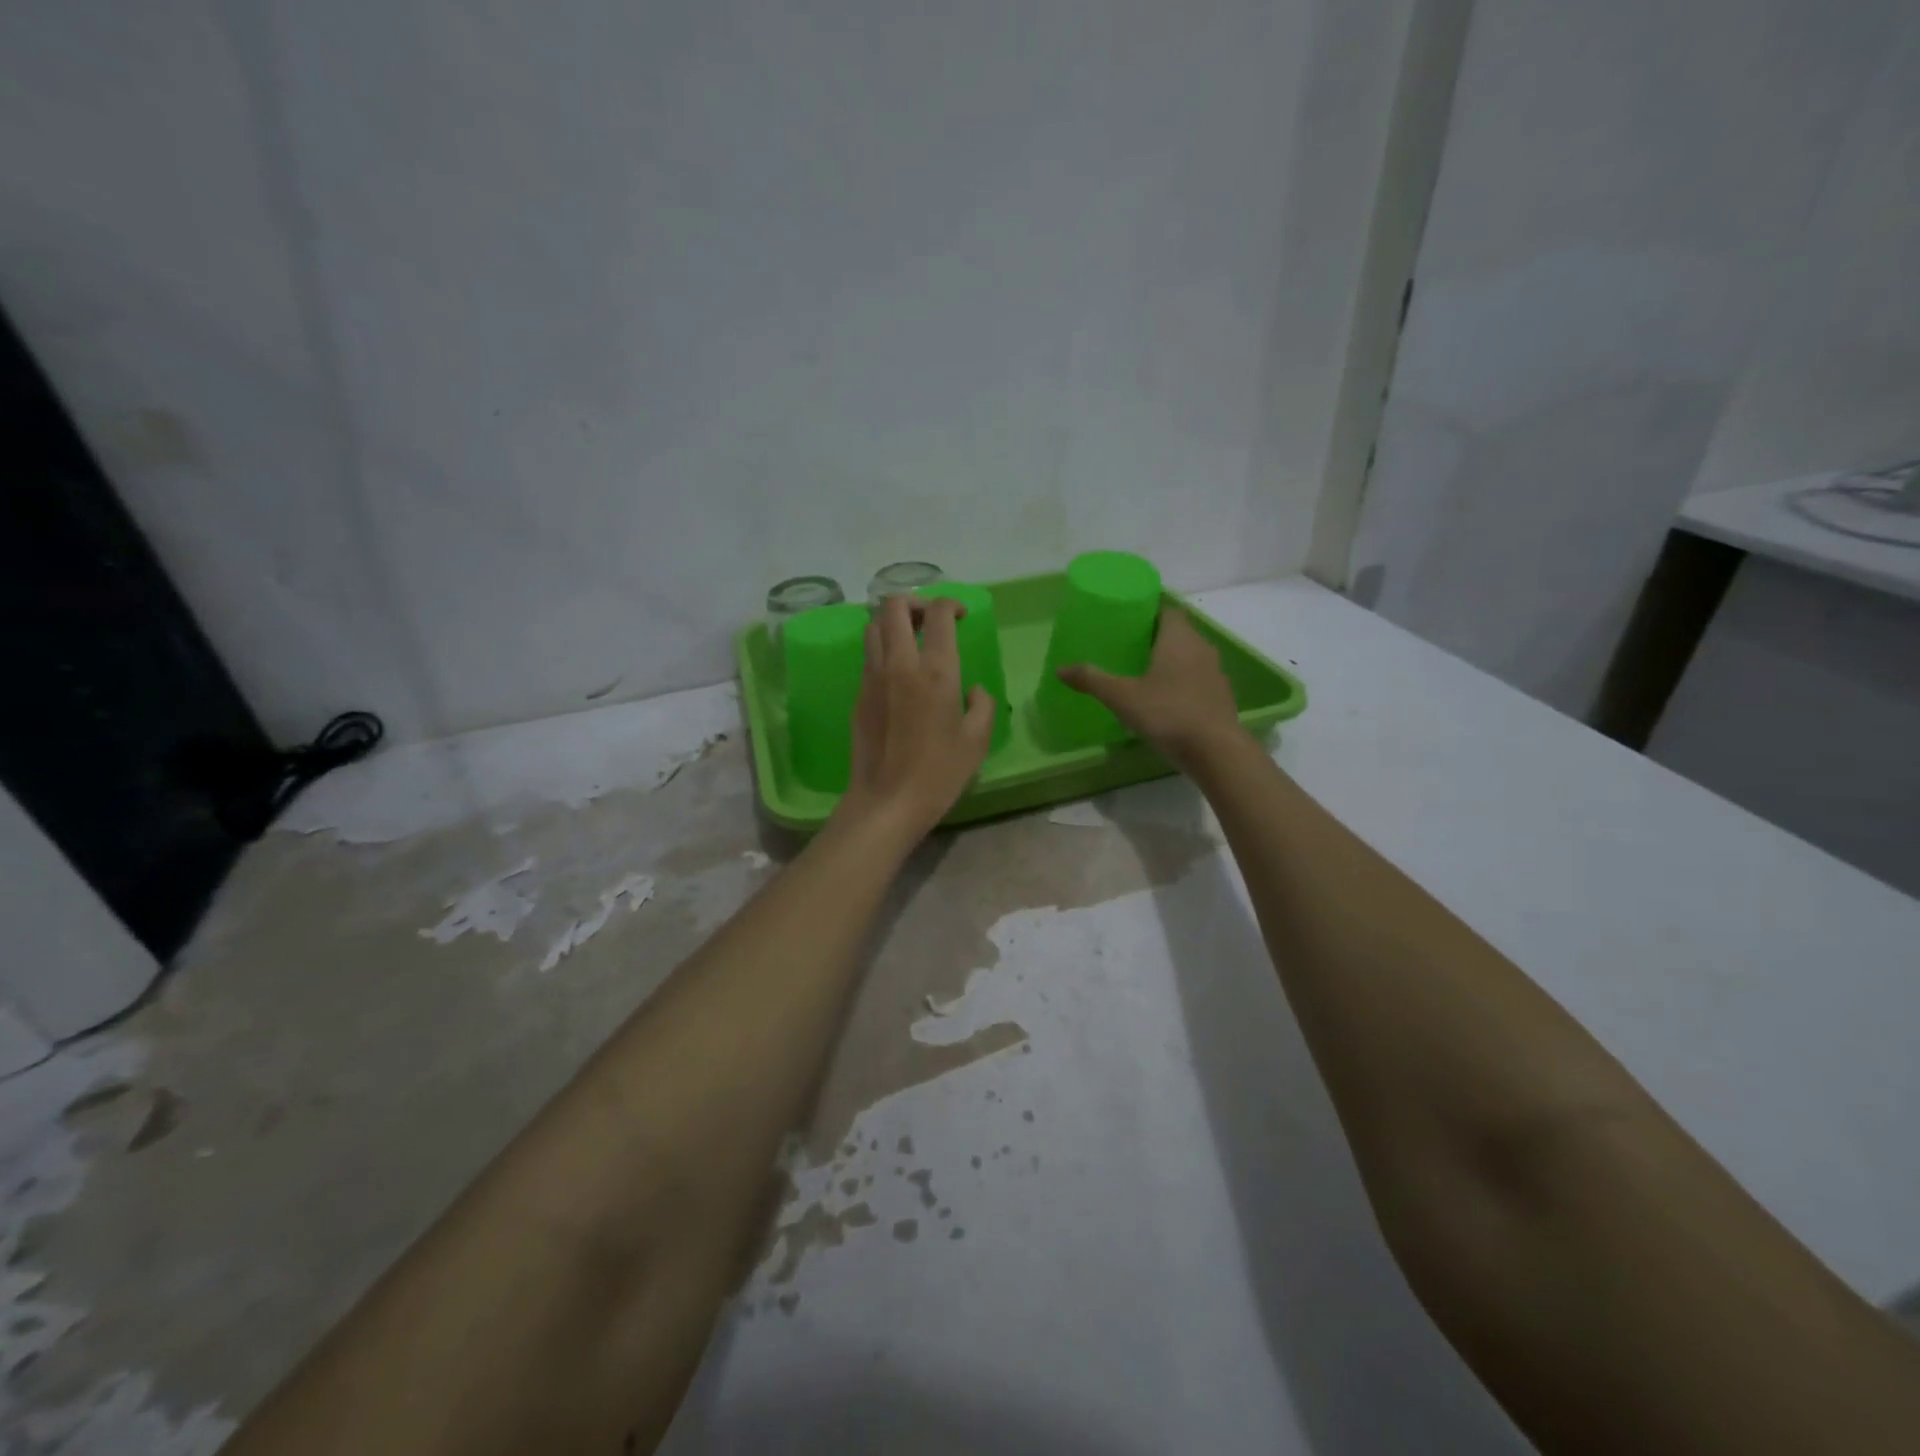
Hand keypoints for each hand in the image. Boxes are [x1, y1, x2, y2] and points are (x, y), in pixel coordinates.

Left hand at [834, 595, 995, 841]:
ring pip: (873, 626)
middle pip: (894, 606)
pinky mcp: (858, 695)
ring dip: (893, 622)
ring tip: (911, 639)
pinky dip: (882, 648)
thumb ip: (982, 706)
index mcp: (935, 671)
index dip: (951, 604)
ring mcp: (872, 677)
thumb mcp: (976, 741)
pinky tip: (898, 672)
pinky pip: (868, 656)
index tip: (961, 615)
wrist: (887, 801)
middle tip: (931, 620)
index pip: (938, 614)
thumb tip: (973, 690)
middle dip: (915, 602)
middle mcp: (900, 664)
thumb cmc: (939, 773)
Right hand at [1056, 608, 1245, 770]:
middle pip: (1178, 633)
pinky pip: (1197, 681)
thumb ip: (1092, 680)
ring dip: (1171, 663)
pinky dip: (1182, 684)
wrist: (1216, 751)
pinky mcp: (1221, 697)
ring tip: (1143, 675)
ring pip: (1190, 658)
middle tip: (1128, 649)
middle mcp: (1201, 648)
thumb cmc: (1167, 713)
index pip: (1168, 611)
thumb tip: (1060, 669)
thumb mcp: (1122, 697)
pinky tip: (1165, 701)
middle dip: (1156, 639)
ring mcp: (1215, 673)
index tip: (1128, 622)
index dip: (1149, 612)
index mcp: (1178, 638)